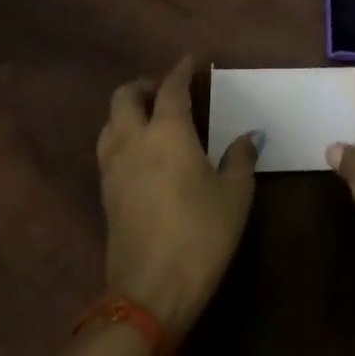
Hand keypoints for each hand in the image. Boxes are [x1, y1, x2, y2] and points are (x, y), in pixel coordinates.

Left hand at [96, 56, 260, 341]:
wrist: (149, 294)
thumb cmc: (200, 235)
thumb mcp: (234, 196)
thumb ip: (240, 159)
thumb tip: (248, 137)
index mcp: (167, 132)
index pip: (172, 87)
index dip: (182, 70)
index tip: (192, 61)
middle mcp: (134, 140)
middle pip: (125, 96)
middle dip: (145, 85)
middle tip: (168, 90)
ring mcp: (113, 168)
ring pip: (111, 122)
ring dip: (128, 110)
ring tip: (153, 118)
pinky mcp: (106, 195)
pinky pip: (109, 148)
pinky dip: (123, 136)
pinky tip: (143, 152)